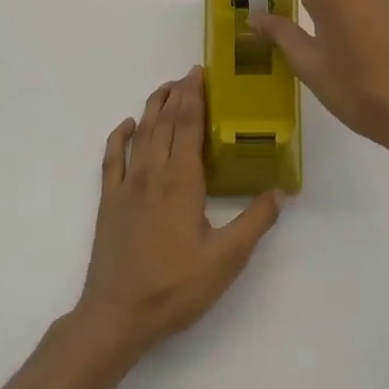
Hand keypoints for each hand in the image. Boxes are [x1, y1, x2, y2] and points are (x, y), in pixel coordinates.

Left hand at [73, 68, 282, 357]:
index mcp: (182, 182)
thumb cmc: (175, 287)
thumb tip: (280, 192)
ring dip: (152, 108)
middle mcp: (152, 174)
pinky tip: (126, 126)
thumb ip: (255, 222)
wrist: (117, 315)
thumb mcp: (226, 260)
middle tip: (189, 74)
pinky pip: (111, 159)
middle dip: (177, 94)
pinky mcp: (109, 202)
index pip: (189, 126)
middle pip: (165, 123)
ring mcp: (126, 187)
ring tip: (164, 89)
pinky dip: (118, 138)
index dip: (195, 97)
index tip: (200, 73)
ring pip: (140, 135)